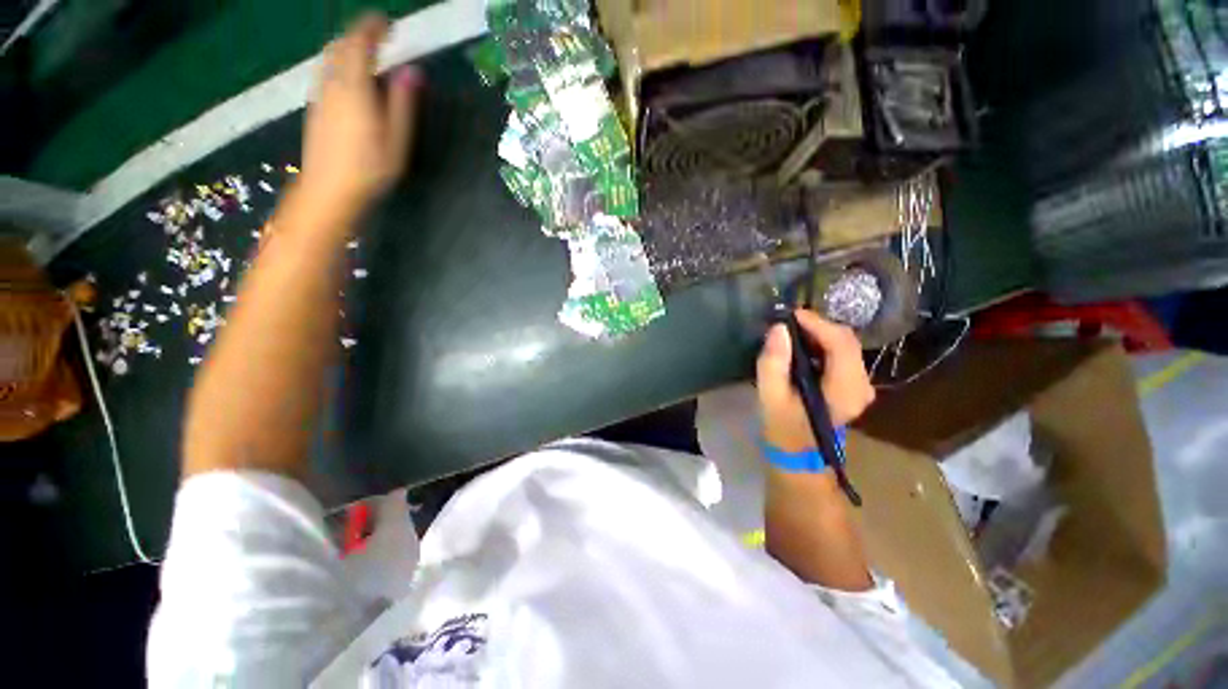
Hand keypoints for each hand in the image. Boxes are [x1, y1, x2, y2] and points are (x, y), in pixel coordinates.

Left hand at [299, 13, 421, 220]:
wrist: (329, 191)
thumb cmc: (370, 168)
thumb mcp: (397, 139)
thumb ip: (403, 102)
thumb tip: (412, 71)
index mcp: (354, 87)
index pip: (359, 43)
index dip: (372, 27)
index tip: (387, 22)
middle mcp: (332, 83)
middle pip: (340, 46)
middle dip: (358, 35)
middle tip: (379, 38)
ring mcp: (320, 95)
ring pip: (330, 58)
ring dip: (347, 49)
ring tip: (366, 56)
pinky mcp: (315, 108)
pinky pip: (326, 73)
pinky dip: (339, 65)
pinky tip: (351, 80)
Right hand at [756, 310, 875, 452]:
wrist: (797, 454)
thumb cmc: (783, 428)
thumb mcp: (771, 397)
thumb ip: (773, 363)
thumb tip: (778, 328)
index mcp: (846, 390)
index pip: (840, 343)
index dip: (817, 323)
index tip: (789, 315)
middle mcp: (862, 385)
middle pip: (846, 340)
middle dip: (817, 326)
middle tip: (787, 324)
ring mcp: (861, 385)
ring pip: (845, 345)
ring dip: (819, 334)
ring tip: (791, 333)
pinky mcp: (854, 385)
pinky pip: (842, 354)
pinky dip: (822, 345)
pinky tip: (802, 347)